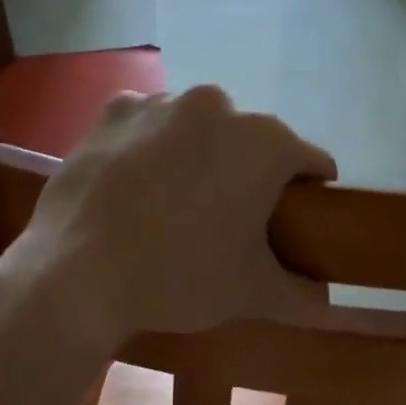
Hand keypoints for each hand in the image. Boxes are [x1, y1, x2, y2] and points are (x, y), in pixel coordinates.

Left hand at [0, 86, 337, 342]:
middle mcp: (217, 105)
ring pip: (197, 129)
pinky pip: (148, 125)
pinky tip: (133, 185)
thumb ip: (302, 295)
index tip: (291, 224)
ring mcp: (161, 102)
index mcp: (265, 142)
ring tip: (172, 204)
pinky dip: (149, 147)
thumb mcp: (251, 294)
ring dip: (197, 156)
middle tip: (226, 221)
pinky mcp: (114, 111)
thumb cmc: (179, 277)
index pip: (310, 164)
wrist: (77, 273)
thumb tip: (327, 302)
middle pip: (250, 142)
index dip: (308, 195)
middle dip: (247, 174)